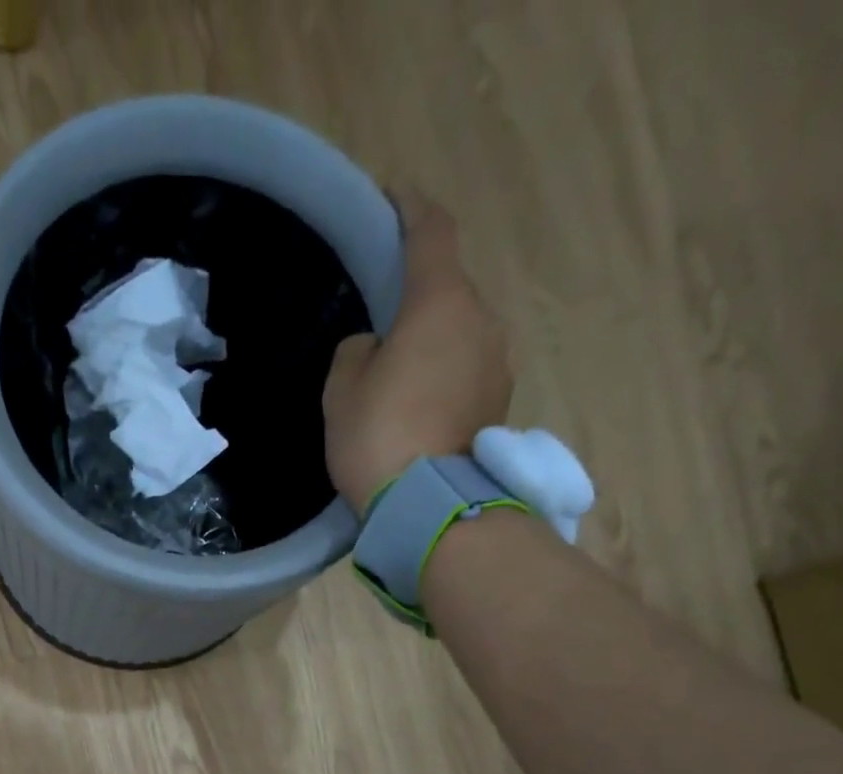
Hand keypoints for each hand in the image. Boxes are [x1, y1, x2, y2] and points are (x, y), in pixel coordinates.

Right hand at [323, 189, 513, 512]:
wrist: (428, 505)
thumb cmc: (377, 436)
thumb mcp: (342, 388)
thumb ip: (358, 350)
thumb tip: (378, 347)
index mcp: (440, 303)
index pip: (431, 233)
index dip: (411, 209)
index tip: (394, 199)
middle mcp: (481, 321)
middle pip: (448, 292)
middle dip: (418, 300)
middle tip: (383, 327)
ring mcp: (498, 364)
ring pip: (461, 335)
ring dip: (434, 345)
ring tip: (400, 380)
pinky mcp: (500, 403)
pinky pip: (468, 372)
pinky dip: (445, 378)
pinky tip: (420, 408)